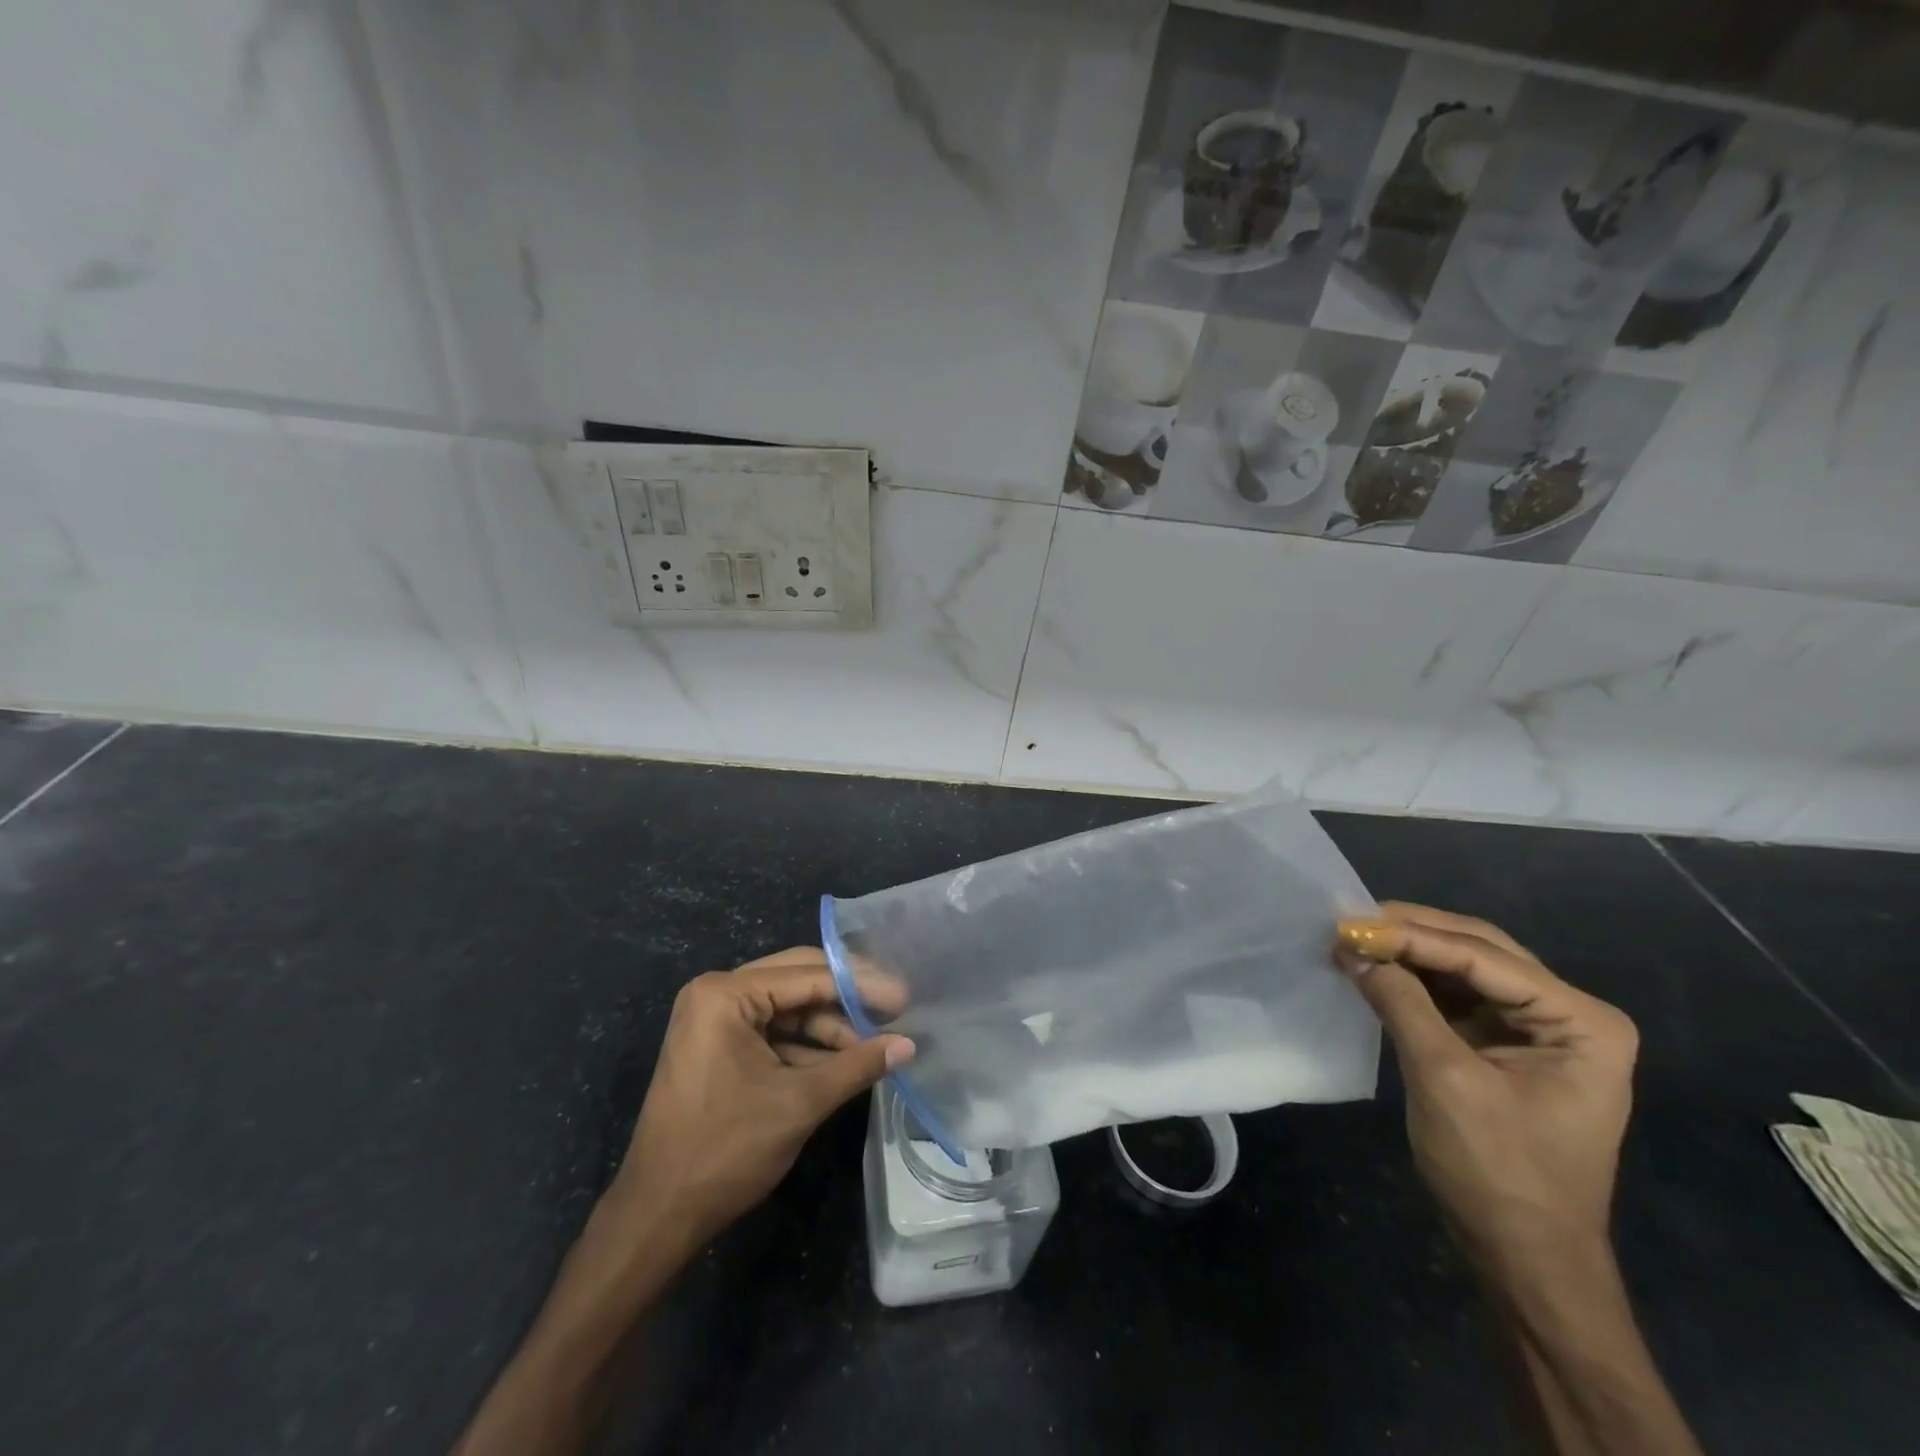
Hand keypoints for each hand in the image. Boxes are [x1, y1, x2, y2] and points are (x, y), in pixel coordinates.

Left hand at [605, 947, 912, 1253]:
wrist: (657, 1216)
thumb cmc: (725, 1150)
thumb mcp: (799, 1103)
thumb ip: (856, 1066)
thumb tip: (908, 1045)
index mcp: (725, 994)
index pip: (808, 975)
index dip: (861, 985)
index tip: (904, 996)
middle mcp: (716, 993)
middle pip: (798, 980)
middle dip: (847, 999)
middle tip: (896, 1008)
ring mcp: (714, 1019)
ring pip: (788, 1008)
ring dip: (830, 1027)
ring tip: (877, 1044)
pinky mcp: (718, 1046)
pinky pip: (773, 1031)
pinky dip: (807, 1046)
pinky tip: (846, 1060)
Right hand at [1334, 903, 1638, 1274]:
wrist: (1524, 1257)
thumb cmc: (1499, 1172)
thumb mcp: (1445, 1080)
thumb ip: (1402, 1005)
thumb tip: (1352, 950)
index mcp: (1580, 1022)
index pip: (1484, 957)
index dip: (1412, 936)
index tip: (1349, 924)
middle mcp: (1567, 1014)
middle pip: (1478, 949)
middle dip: (1411, 933)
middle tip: (1348, 921)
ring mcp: (1537, 1029)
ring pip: (1463, 966)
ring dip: (1407, 952)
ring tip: (1351, 939)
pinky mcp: (1503, 1044)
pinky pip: (1454, 995)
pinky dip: (1411, 979)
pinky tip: (1373, 969)